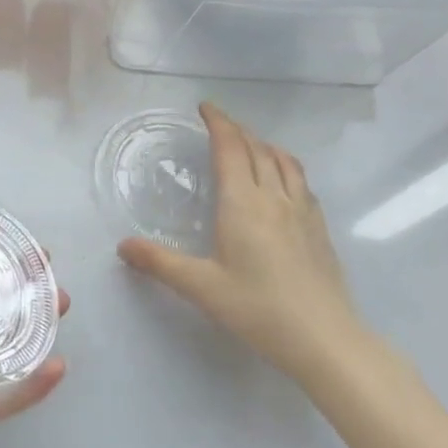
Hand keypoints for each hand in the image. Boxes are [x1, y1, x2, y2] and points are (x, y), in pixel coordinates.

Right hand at [118, 103, 363, 381]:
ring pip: (285, 162)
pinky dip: (286, 167)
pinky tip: (283, 184)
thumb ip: (160, 263)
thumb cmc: (258, 309)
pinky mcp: (320, 229)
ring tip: (252, 145)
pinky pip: (302, 182)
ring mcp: (303, 212)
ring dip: (264, 145)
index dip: (218, 122)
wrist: (325, 340)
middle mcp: (275, 197)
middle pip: (258, 148)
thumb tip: (122, 246)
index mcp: (243, 202)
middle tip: (220, 124)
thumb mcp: (201, 287)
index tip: (205, 107)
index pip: (231, 147)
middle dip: (238, 130)